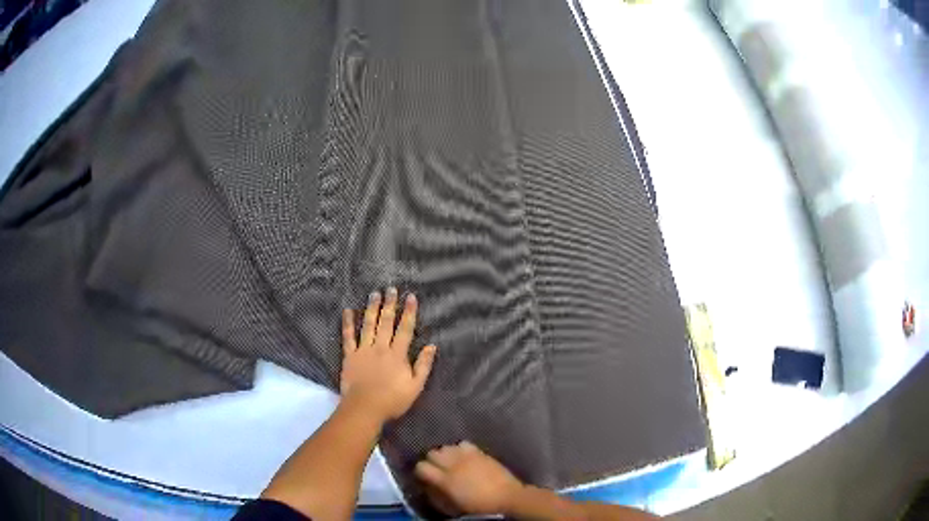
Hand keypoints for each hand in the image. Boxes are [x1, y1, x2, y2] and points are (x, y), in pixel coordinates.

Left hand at [340, 288, 436, 422]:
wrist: (365, 408)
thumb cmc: (392, 400)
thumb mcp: (415, 387)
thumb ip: (424, 365)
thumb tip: (432, 346)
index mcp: (397, 354)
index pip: (405, 329)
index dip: (409, 312)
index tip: (411, 297)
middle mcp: (380, 347)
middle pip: (386, 322)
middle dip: (389, 305)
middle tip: (390, 289)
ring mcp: (363, 350)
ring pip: (368, 325)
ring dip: (372, 308)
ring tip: (374, 294)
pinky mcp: (349, 356)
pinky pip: (348, 336)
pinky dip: (348, 323)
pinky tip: (348, 311)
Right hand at [415, 441, 524, 515]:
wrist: (506, 497)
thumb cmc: (479, 506)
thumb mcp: (453, 506)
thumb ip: (437, 494)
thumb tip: (428, 487)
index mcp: (445, 480)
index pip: (421, 467)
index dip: (420, 471)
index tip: (424, 476)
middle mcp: (453, 464)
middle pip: (432, 453)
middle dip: (432, 460)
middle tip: (437, 469)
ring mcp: (467, 456)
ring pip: (446, 446)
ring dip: (445, 454)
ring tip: (450, 462)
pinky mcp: (480, 452)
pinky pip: (462, 444)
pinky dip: (459, 448)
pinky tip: (463, 456)